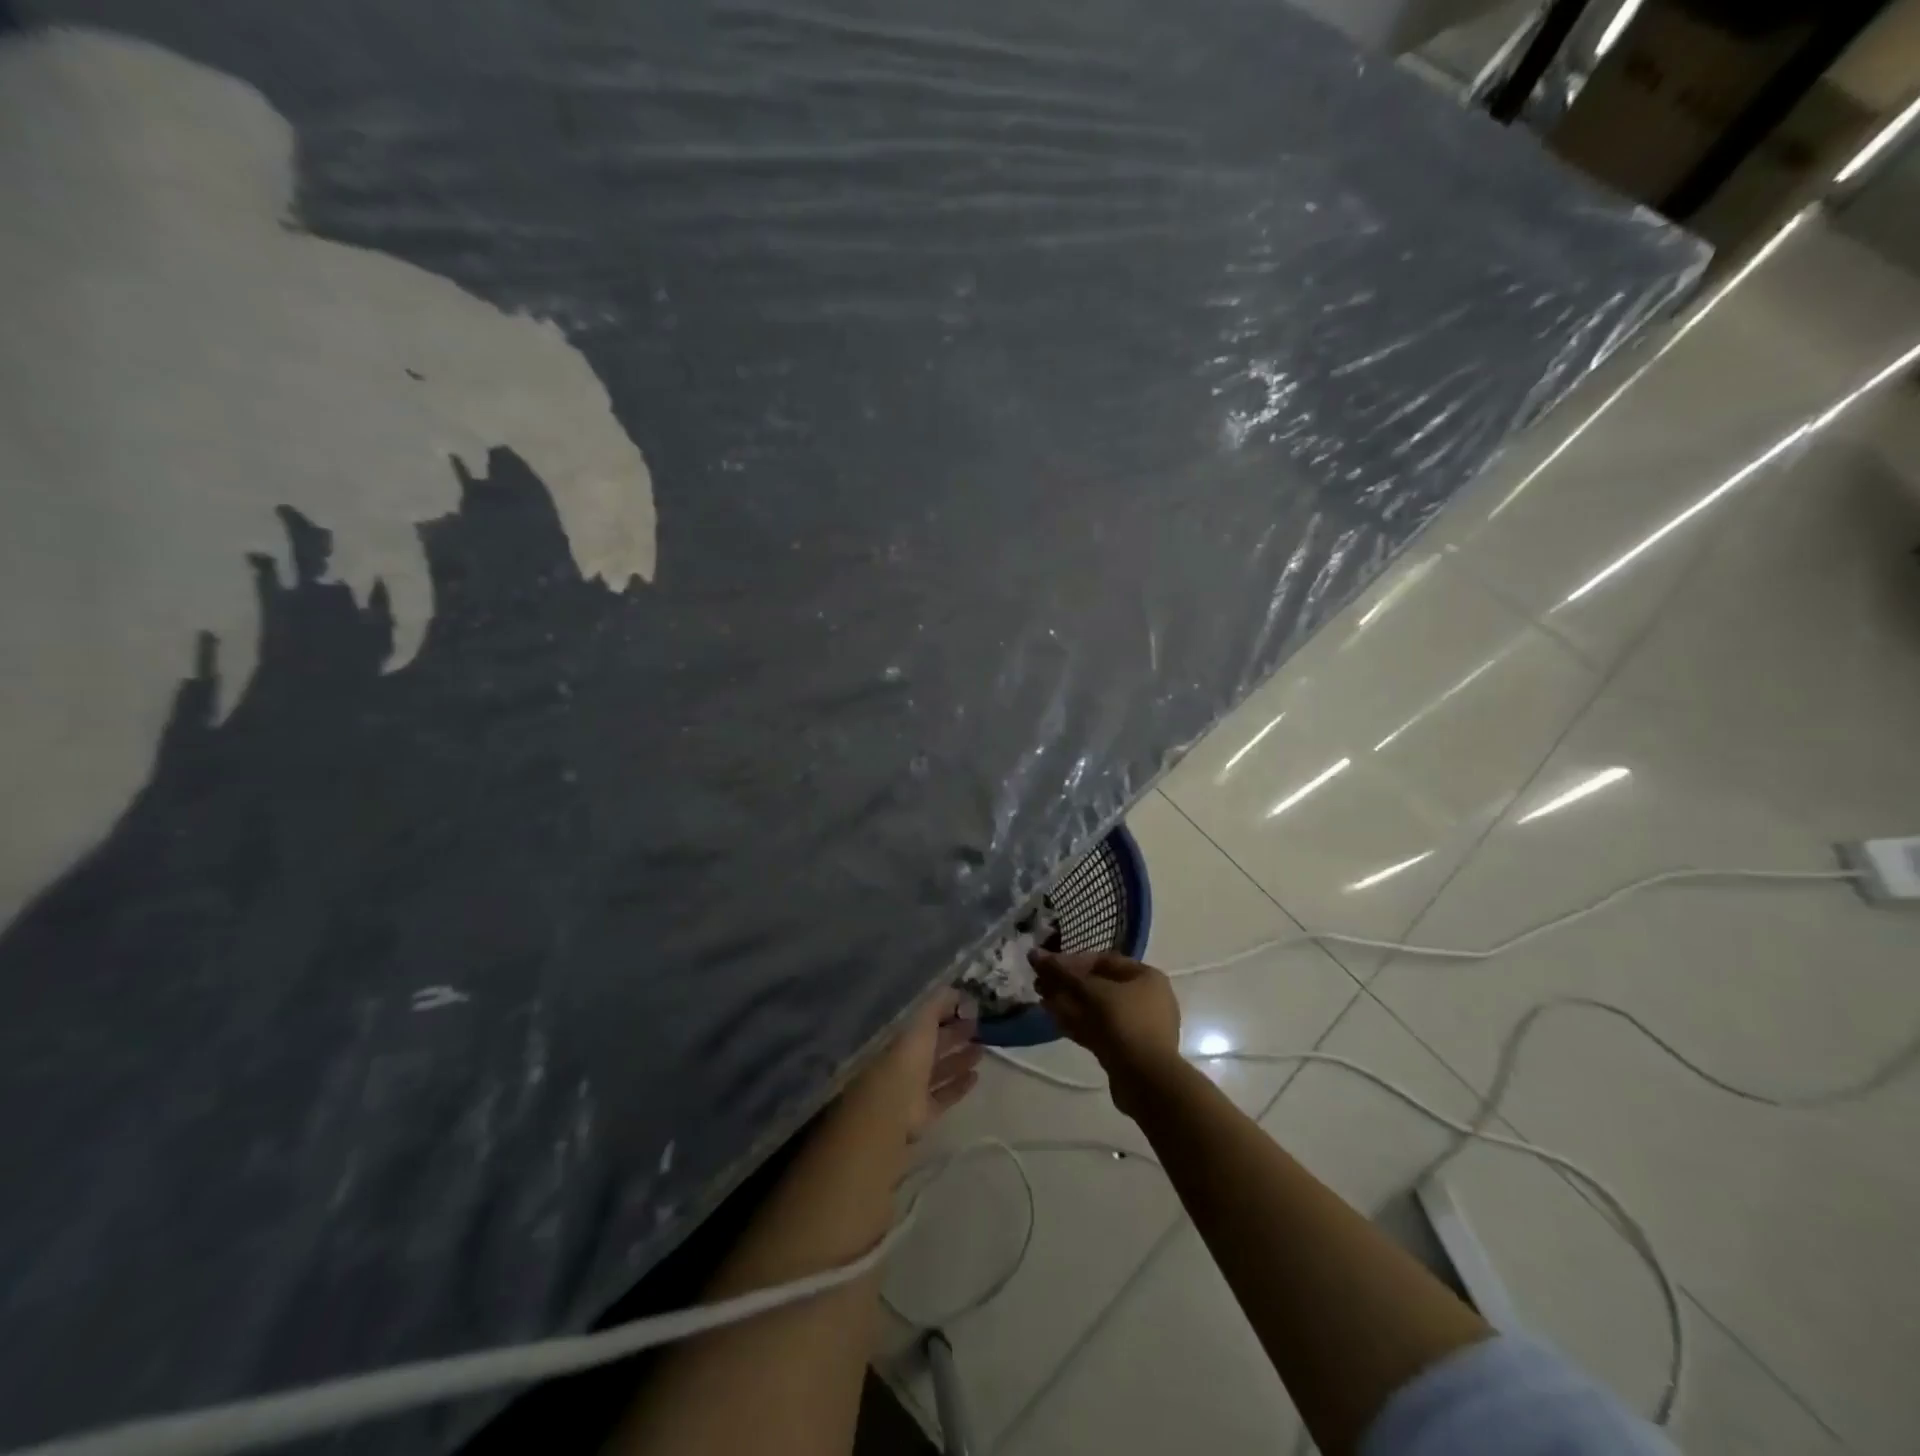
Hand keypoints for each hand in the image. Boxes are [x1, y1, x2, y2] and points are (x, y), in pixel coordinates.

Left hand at [851, 987, 982, 1138]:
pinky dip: (960, 1086)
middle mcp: (910, 1061)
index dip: (947, 1013)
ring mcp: (916, 1087)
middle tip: (980, 1029)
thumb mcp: (923, 1022)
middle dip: (956, 1036)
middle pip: (936, 1046)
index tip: (969, 1009)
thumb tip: (958, 991)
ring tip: (982, 1051)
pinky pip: (946, 1095)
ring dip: (961, 1060)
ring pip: (942, 1070)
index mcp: (906, 1038)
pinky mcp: (925, 1111)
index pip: (928, 1022)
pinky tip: (976, 1076)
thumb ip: (939, 1003)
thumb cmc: (907, 1058)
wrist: (894, 1106)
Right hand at [1029, 951, 1183, 1117]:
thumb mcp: (1091, 991)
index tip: (1048, 966)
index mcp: (1146, 977)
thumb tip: (1034, 954)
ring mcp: (1136, 1026)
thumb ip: (1062, 971)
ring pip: (1096, 1009)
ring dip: (1068, 1003)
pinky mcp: (1126, 1049)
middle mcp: (1145, 998)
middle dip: (1067, 984)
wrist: (1147, 1080)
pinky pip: (1098, 1028)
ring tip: (1041, 1000)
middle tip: (1039, 984)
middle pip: (1098, 985)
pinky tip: (1053, 1018)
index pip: (1103, 960)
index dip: (1073, 961)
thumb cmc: (1124, 1023)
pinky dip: (1076, 1022)